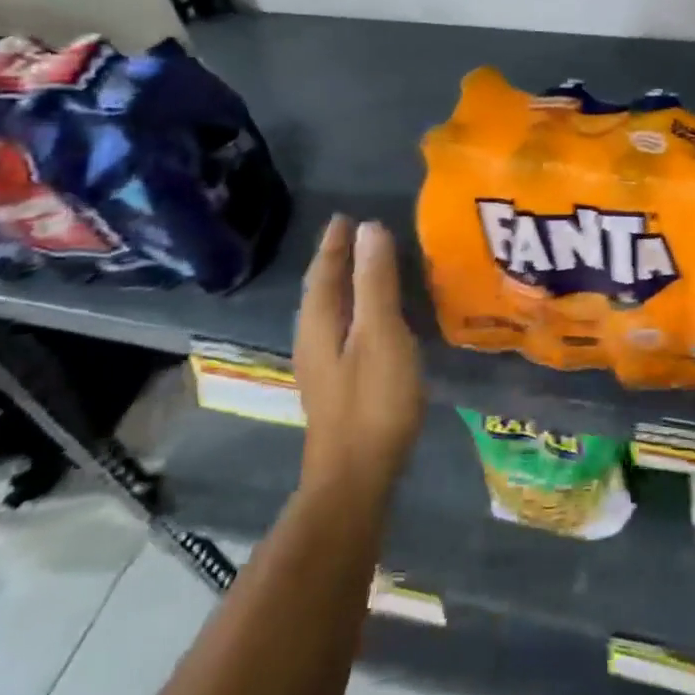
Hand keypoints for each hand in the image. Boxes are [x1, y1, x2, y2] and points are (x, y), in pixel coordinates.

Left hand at [295, 217, 424, 496]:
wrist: (355, 478)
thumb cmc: (372, 400)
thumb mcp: (381, 333)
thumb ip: (375, 281)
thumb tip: (369, 228)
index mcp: (320, 323)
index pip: (324, 272)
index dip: (335, 244)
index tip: (345, 216)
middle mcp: (313, 340)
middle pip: (322, 290)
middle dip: (337, 261)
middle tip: (356, 234)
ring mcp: (323, 367)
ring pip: (330, 312)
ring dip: (345, 285)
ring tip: (365, 267)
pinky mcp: (338, 385)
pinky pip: (343, 330)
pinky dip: (355, 309)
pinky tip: (373, 319)